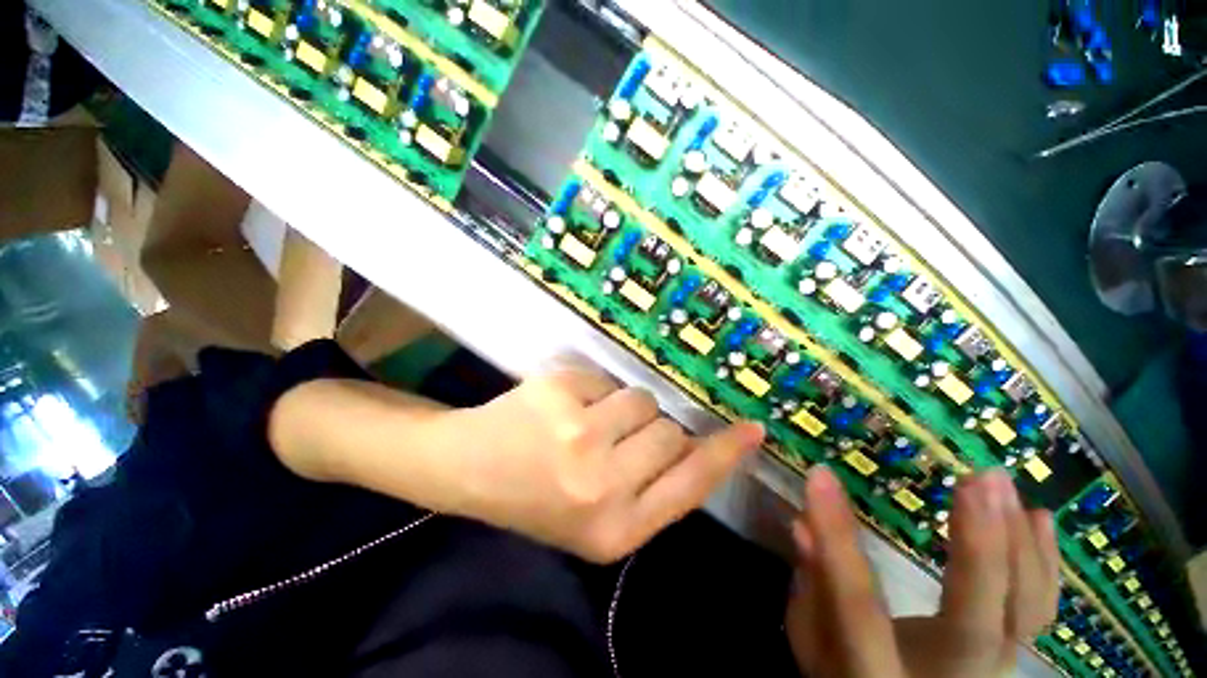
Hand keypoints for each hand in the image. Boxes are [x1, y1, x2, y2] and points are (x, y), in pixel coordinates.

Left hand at [452, 367, 763, 561]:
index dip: (725, 455)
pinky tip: (562, 409)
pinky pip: (605, 381)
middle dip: (650, 429)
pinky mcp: (560, 396)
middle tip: (615, 437)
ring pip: (641, 400)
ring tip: (586, 424)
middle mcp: (602, 486)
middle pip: (668, 433)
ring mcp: (579, 436)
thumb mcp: (599, 518)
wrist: (471, 471)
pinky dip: (592, 391)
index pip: (691, 485)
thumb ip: (651, 488)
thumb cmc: (538, 498)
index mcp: (615, 530)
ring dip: (622, 408)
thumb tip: (693, 443)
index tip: (751, 429)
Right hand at [784, 467, 1058, 677]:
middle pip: (975, 623)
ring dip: (1019, 543)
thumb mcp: (814, 643)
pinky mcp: (1013, 650)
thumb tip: (803, 526)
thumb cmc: (847, 674)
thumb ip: (811, 589)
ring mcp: (992, 668)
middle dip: (983, 548)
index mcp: (879, 676)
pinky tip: (1039, 516)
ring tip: (998, 482)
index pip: (856, 605)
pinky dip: (1043, 560)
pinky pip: (1039, 608)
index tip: (821, 476)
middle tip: (977, 480)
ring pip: (1024, 611)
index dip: (838, 538)